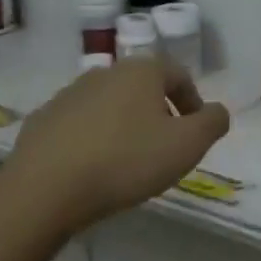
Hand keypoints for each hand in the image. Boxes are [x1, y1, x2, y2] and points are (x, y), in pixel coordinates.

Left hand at [6, 58, 230, 229]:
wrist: (45, 188)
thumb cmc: (126, 161)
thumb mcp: (187, 146)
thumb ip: (212, 123)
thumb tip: (217, 111)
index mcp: (141, 71)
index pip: (178, 75)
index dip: (193, 102)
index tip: (196, 132)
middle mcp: (105, 72)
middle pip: (143, 87)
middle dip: (159, 113)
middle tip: (165, 148)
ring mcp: (69, 94)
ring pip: (110, 105)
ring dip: (125, 125)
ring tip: (128, 161)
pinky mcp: (43, 119)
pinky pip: (79, 124)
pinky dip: (93, 139)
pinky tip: (93, 168)